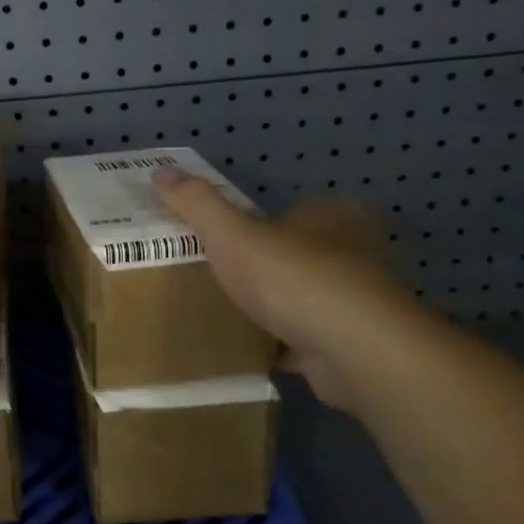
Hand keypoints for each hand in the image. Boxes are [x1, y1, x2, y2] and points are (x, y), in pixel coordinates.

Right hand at [151, 171, 426, 410]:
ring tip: (236, 315)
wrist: (356, 351)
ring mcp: (362, 299)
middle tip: (225, 279)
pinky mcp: (359, 342)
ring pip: (310, 296)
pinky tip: (258, 352)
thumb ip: (197, 204)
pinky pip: (313, 338)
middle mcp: (357, 250)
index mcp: (333, 214)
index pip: (292, 209)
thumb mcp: (232, 234)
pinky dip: (289, 345)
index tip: (225, 243)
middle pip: (302, 252)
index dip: (258, 224)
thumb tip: (161, 171)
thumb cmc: (294, 278)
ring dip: (281, 307)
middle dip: (269, 266)